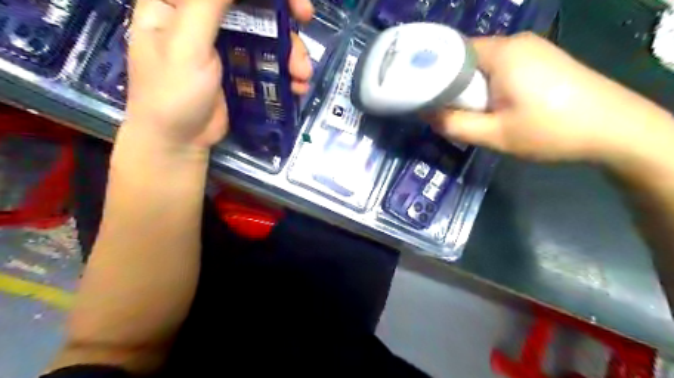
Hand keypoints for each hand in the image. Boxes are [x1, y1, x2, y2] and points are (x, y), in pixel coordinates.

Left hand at [123, 0, 312, 150]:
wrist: (180, 141)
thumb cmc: (173, 92)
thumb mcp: (186, 44)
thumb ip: (209, 4)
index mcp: (181, 1)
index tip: (289, 0)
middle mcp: (205, 16)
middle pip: (253, 2)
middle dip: (283, 11)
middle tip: (306, 17)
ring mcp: (226, 44)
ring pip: (267, 32)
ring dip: (291, 50)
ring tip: (302, 74)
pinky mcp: (242, 68)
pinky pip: (269, 60)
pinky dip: (287, 70)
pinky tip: (297, 86)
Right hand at [432, 31, 673, 162]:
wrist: (614, 131)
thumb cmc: (550, 131)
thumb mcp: (494, 135)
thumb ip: (455, 125)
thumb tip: (426, 115)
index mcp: (503, 53)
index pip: (453, 51)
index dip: (434, 72)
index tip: (423, 95)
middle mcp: (516, 43)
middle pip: (468, 58)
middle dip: (453, 85)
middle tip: (446, 112)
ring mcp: (532, 50)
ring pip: (484, 65)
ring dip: (472, 89)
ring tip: (469, 114)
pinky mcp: (542, 61)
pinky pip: (502, 69)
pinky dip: (490, 87)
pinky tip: (494, 108)